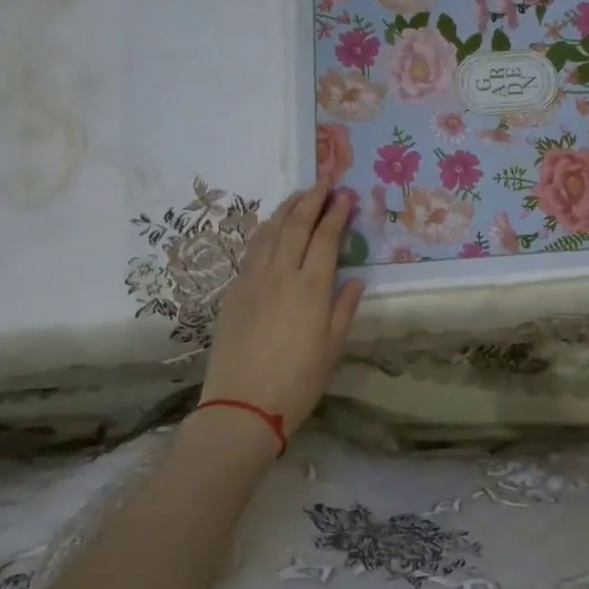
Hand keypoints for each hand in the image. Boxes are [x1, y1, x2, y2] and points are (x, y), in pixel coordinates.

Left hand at [200, 182, 364, 434]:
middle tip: (324, 180)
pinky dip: (265, 230)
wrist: (242, 407)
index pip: (325, 238)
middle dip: (312, 199)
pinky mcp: (233, 292)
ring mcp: (252, 280)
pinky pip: (252, 250)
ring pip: (269, 232)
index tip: (345, 195)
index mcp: (311, 288)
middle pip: (296, 226)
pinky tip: (272, 227)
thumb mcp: (332, 348)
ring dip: (286, 209)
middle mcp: (281, 275)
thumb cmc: (297, 382)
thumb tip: (354, 280)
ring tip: (300, 194)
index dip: (336, 214)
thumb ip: (344, 308)